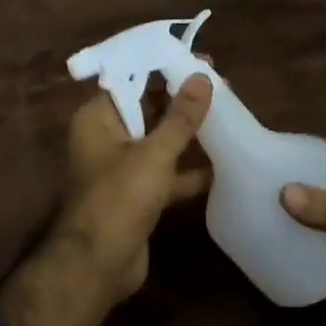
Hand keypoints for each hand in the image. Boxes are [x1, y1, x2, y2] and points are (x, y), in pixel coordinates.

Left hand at [51, 73, 213, 305]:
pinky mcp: (138, 195)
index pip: (132, 79)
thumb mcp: (154, 153)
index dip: (164, 67)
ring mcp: (122, 168)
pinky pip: (166, 173)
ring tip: (228, 116)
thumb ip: (180, 117)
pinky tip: (223, 165)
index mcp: (98, 118)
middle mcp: (107, 138)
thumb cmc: (119, 198)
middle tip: (222, 85)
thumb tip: (202, 77)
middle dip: (182, 99)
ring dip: (188, 133)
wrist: (97, 266)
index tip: (200, 60)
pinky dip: (189, 170)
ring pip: (159, 141)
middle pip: (147, 108)